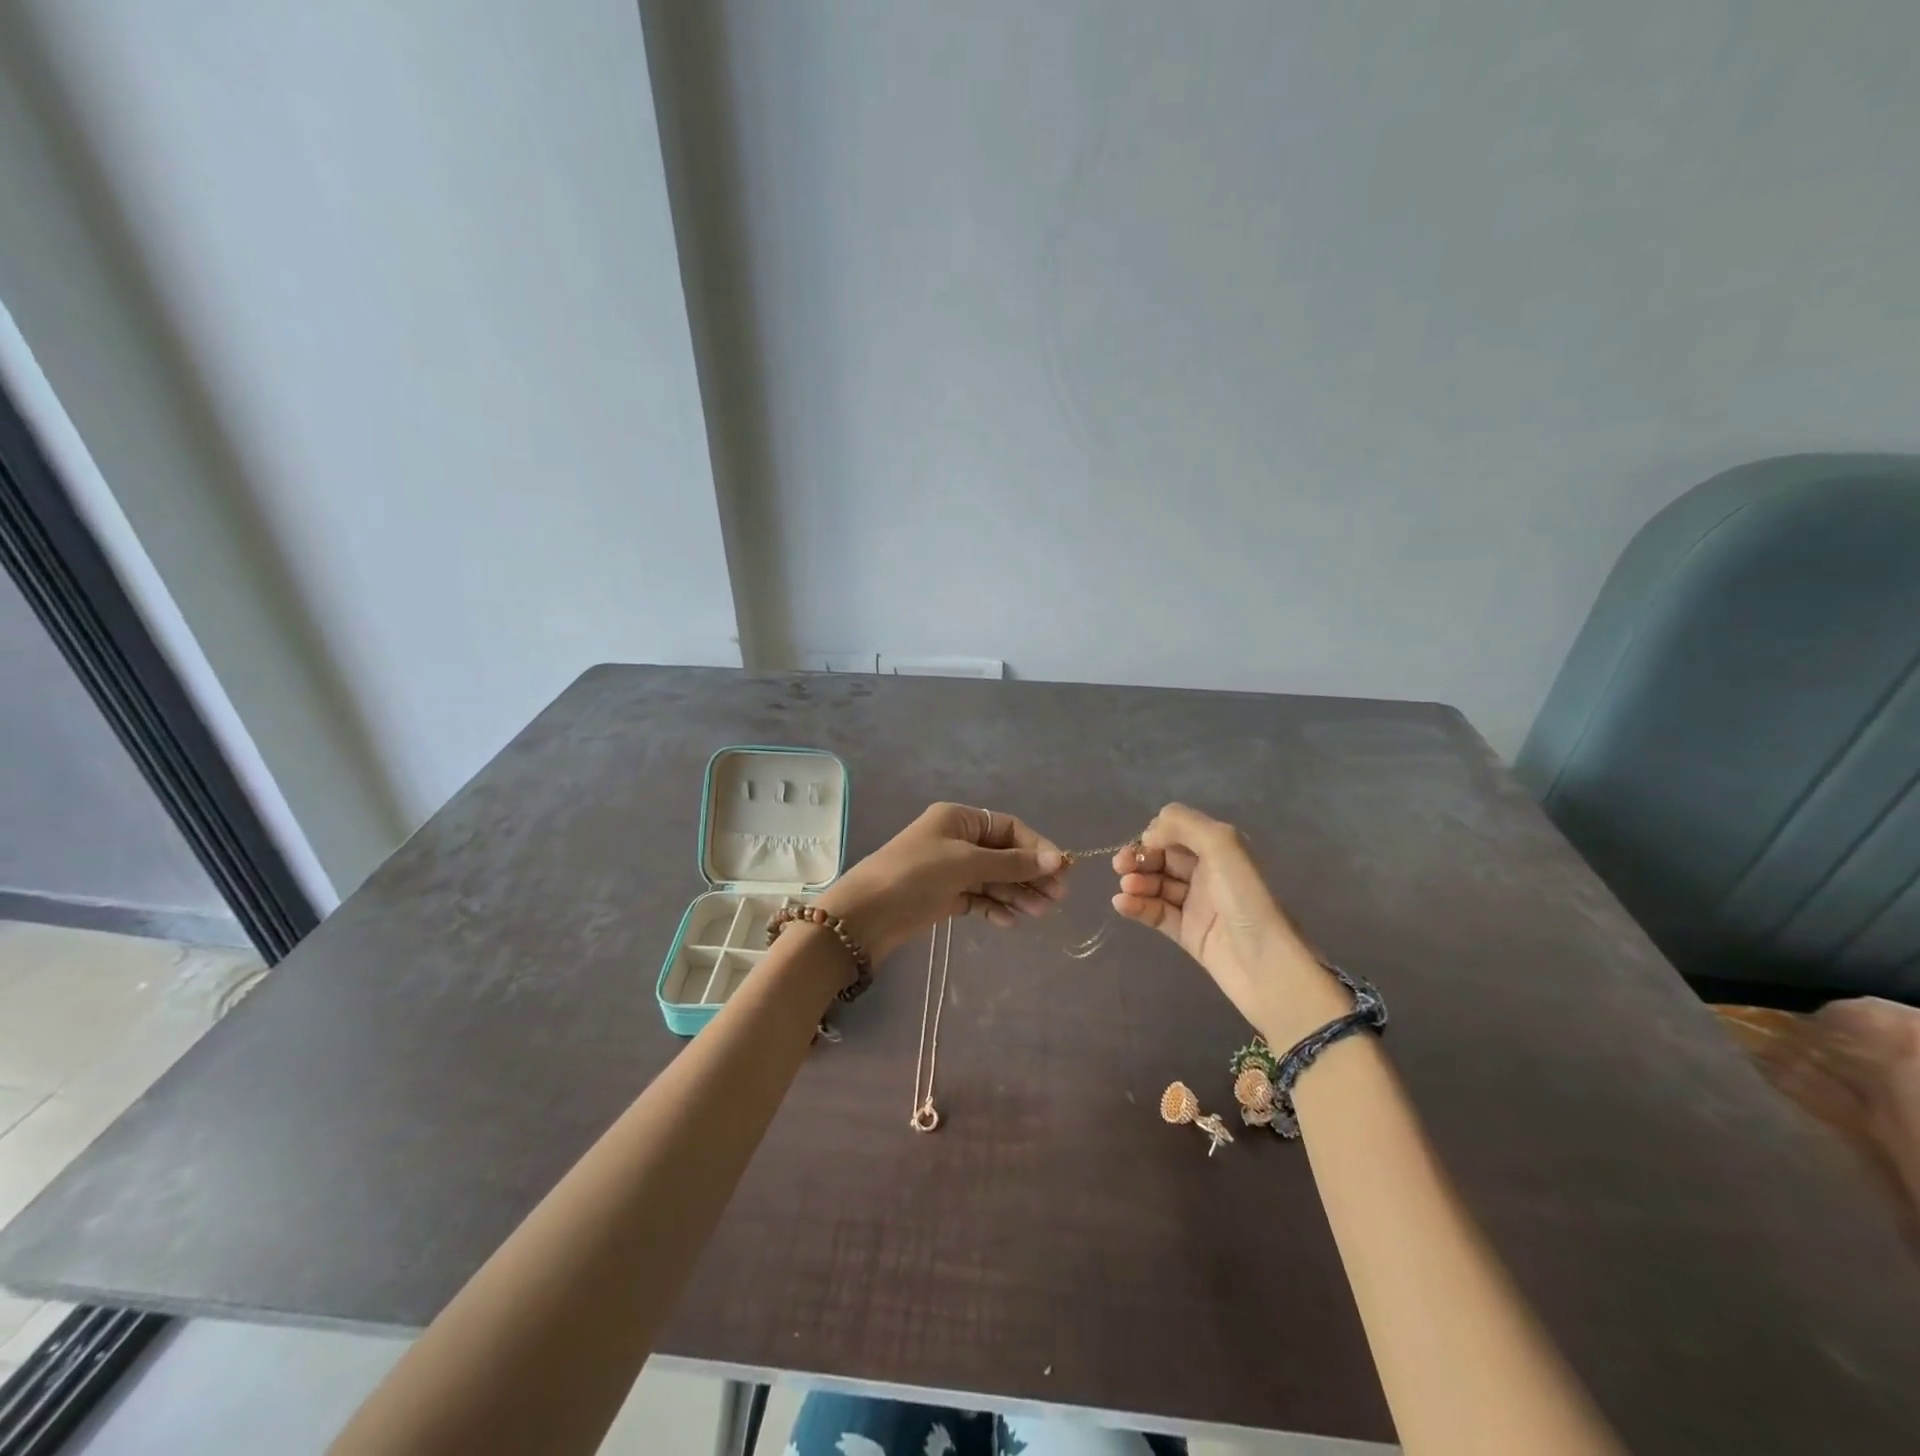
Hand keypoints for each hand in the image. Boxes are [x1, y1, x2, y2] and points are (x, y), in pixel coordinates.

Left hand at [817, 803, 1065, 961]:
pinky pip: (978, 897)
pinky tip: (1011, 921)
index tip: (1061, 871)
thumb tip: (1057, 860)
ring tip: (1040, 913)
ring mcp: (950, 868)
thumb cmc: (916, 875)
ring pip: (994, 878)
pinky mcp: (944, 896)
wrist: (866, 914)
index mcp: (959, 819)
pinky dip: (995, 907)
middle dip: (1030, 874)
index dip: (1037, 847)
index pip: (1009, 828)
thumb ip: (1012, 863)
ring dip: (1017, 893)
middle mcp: (956, 839)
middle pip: (1004, 853)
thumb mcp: (966, 863)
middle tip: (1056, 898)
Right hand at [1112, 803, 1343, 1044]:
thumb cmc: (1246, 899)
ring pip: (1158, 885)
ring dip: (1137, 882)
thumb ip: (1184, 825)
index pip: (1179, 832)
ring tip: (1127, 887)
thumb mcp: (1222, 846)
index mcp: (1221, 850)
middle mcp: (1210, 873)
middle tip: (1120, 865)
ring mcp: (1198, 905)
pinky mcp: (1189, 934)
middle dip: (1140, 857)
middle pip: (1165, 858)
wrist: (1267, 966)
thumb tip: (1149, 834)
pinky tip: (1121, 903)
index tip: (1143, 844)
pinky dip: (1137, 906)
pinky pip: (1157, 913)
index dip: (1157, 834)